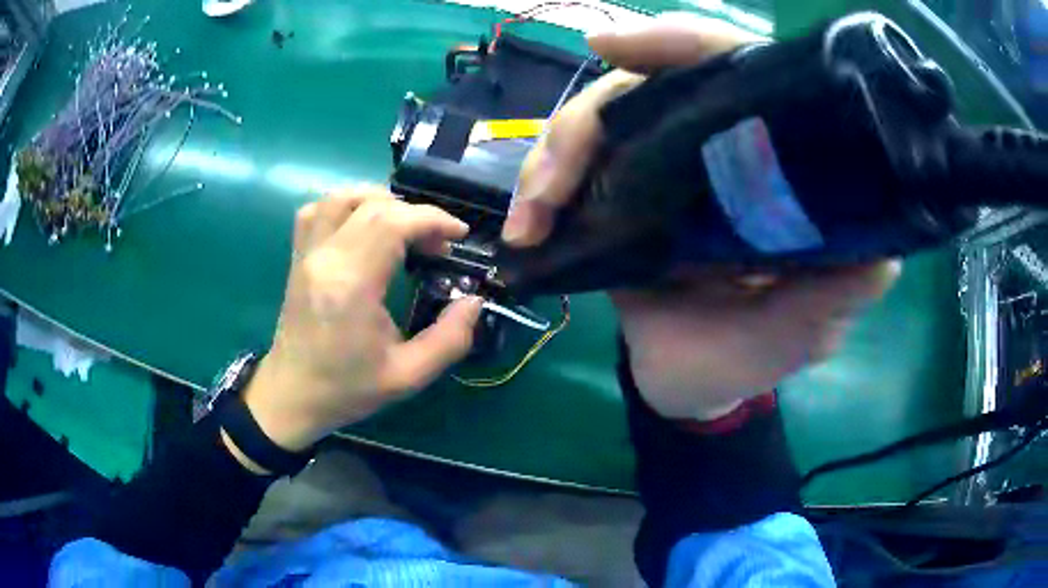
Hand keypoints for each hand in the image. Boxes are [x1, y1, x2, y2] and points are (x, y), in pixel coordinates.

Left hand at [240, 187, 481, 452]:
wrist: (292, 396)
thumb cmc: (347, 388)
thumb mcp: (408, 376)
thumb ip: (450, 339)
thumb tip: (474, 301)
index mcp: (351, 285)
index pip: (392, 223)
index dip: (432, 219)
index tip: (458, 236)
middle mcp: (325, 258)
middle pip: (373, 206)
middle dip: (415, 214)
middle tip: (437, 243)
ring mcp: (306, 254)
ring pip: (341, 197)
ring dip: (379, 201)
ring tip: (404, 227)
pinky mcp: (298, 257)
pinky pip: (317, 210)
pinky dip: (346, 206)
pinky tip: (363, 226)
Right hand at [501, 14, 899, 419]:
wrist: (687, 388)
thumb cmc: (750, 360)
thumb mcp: (804, 332)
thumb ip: (839, 294)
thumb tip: (880, 247)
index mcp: (768, 168)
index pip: (732, 69)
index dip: (679, 45)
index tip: (612, 46)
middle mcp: (716, 150)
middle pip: (645, 86)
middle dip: (589, 118)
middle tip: (551, 181)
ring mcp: (660, 167)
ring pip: (598, 121)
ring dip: (552, 157)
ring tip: (530, 219)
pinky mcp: (618, 193)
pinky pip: (573, 165)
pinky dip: (541, 186)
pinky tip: (525, 223)